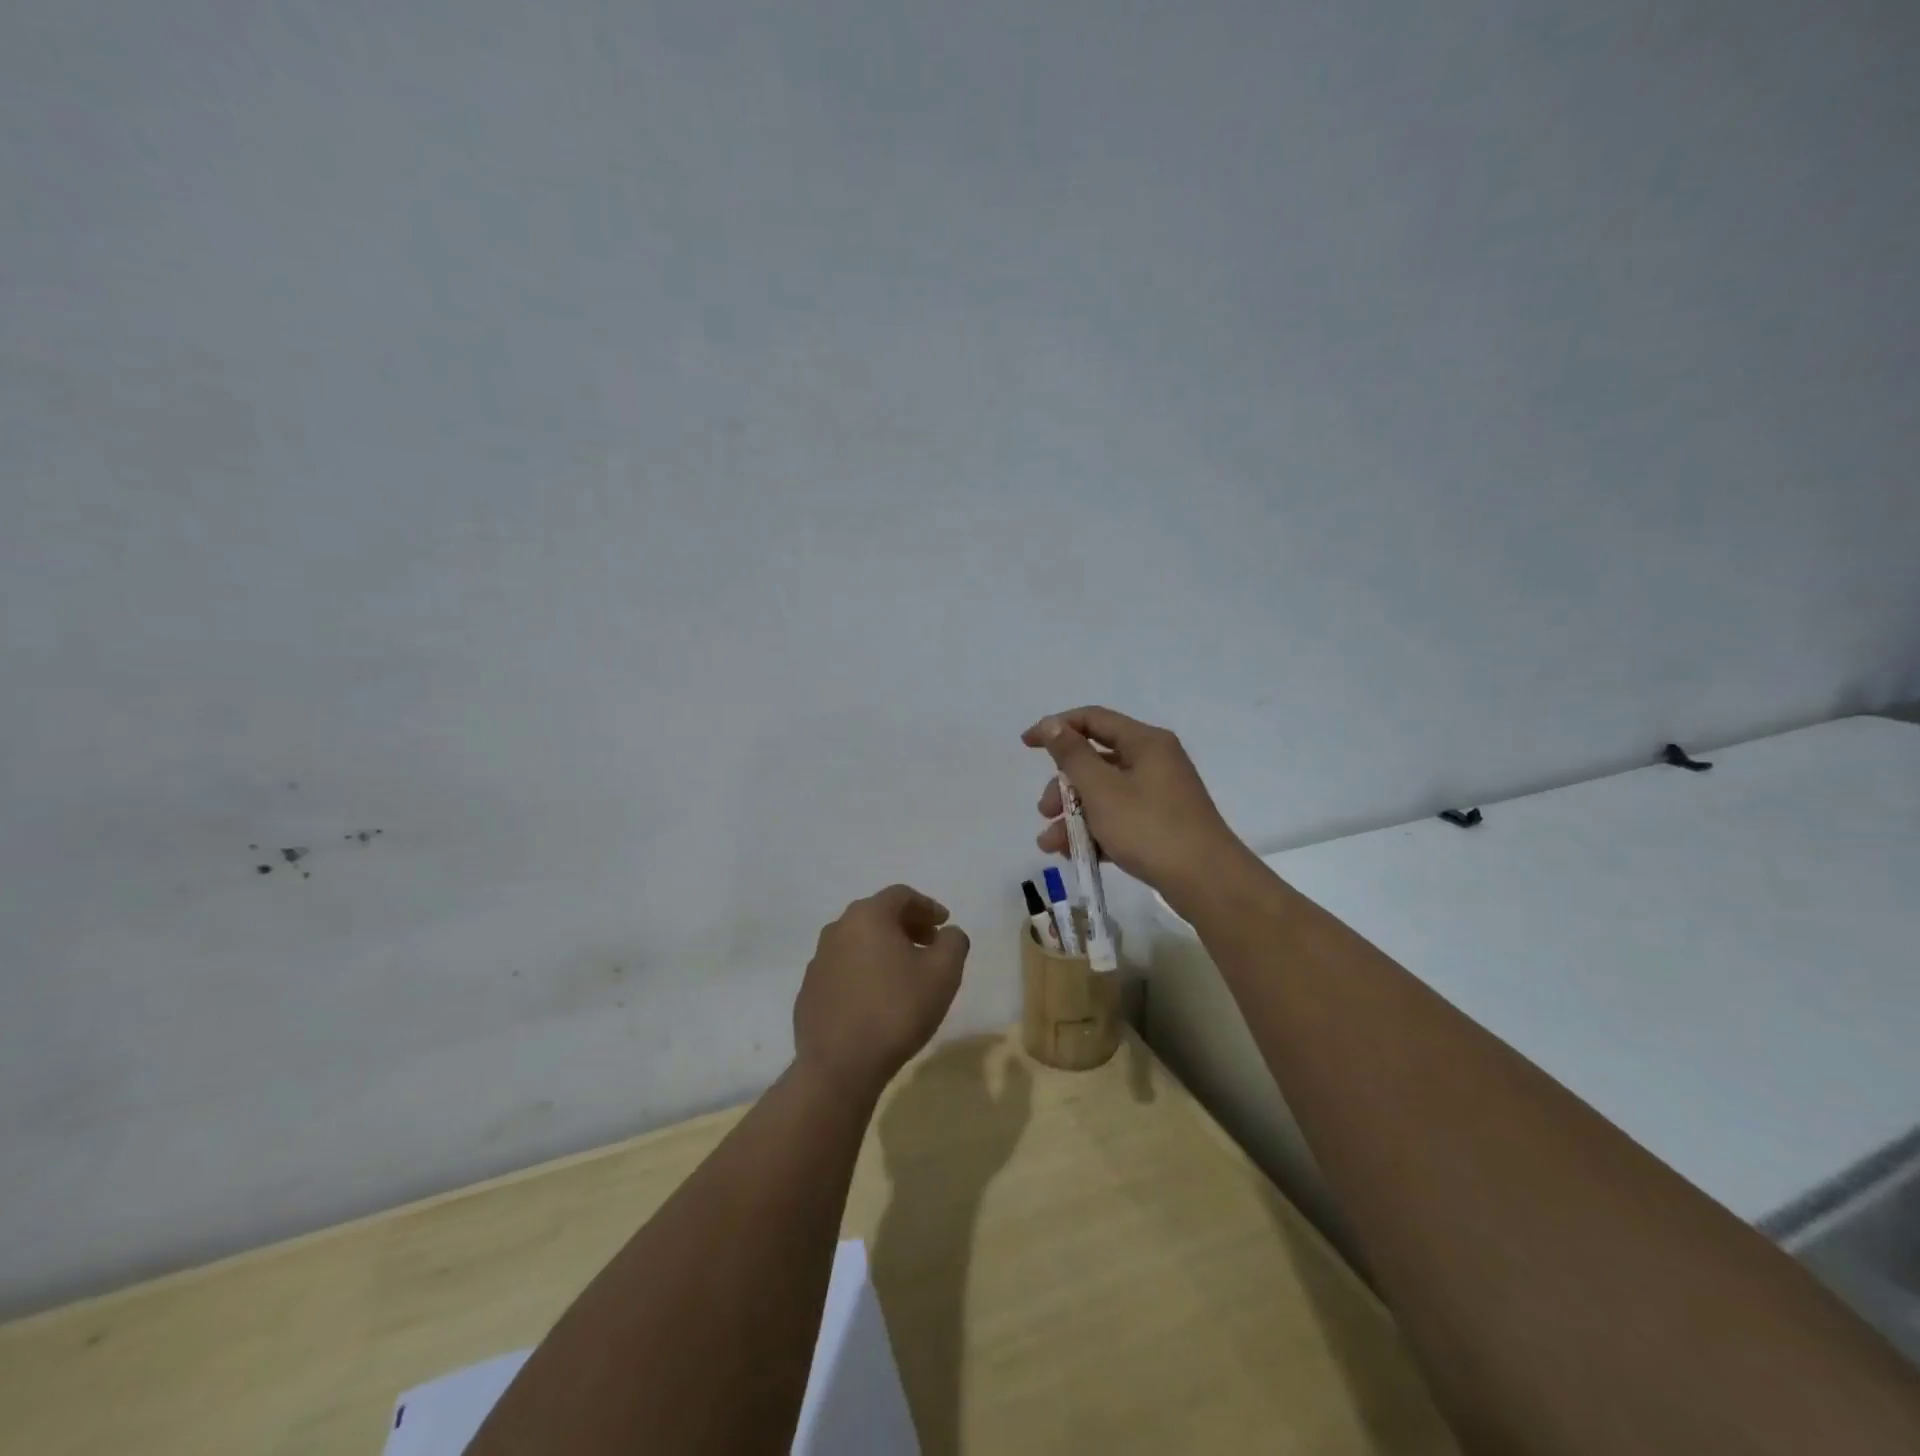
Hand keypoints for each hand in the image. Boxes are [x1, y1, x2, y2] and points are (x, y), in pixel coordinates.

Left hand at [793, 884, 969, 1102]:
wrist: (839, 1067)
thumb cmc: (896, 1010)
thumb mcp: (943, 973)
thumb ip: (953, 942)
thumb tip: (948, 933)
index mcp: (868, 916)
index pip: (901, 895)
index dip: (927, 906)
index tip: (944, 924)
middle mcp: (837, 929)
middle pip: (877, 915)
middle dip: (906, 925)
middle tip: (928, 944)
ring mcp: (818, 961)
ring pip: (857, 942)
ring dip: (883, 948)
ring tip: (905, 973)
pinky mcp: (809, 991)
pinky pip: (842, 969)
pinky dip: (863, 972)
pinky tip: (876, 999)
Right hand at [1022, 706, 1252, 906]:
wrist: (1206, 881)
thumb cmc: (1149, 827)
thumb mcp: (1102, 789)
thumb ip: (1072, 755)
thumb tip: (1052, 724)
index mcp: (1144, 742)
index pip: (1093, 719)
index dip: (1056, 727)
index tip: (1026, 745)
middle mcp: (1154, 761)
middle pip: (1095, 761)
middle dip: (1063, 786)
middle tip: (1044, 811)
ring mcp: (1159, 794)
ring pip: (1104, 794)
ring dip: (1073, 815)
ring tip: (1050, 844)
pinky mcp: (1161, 824)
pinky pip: (1118, 818)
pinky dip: (1095, 831)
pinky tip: (1073, 854)